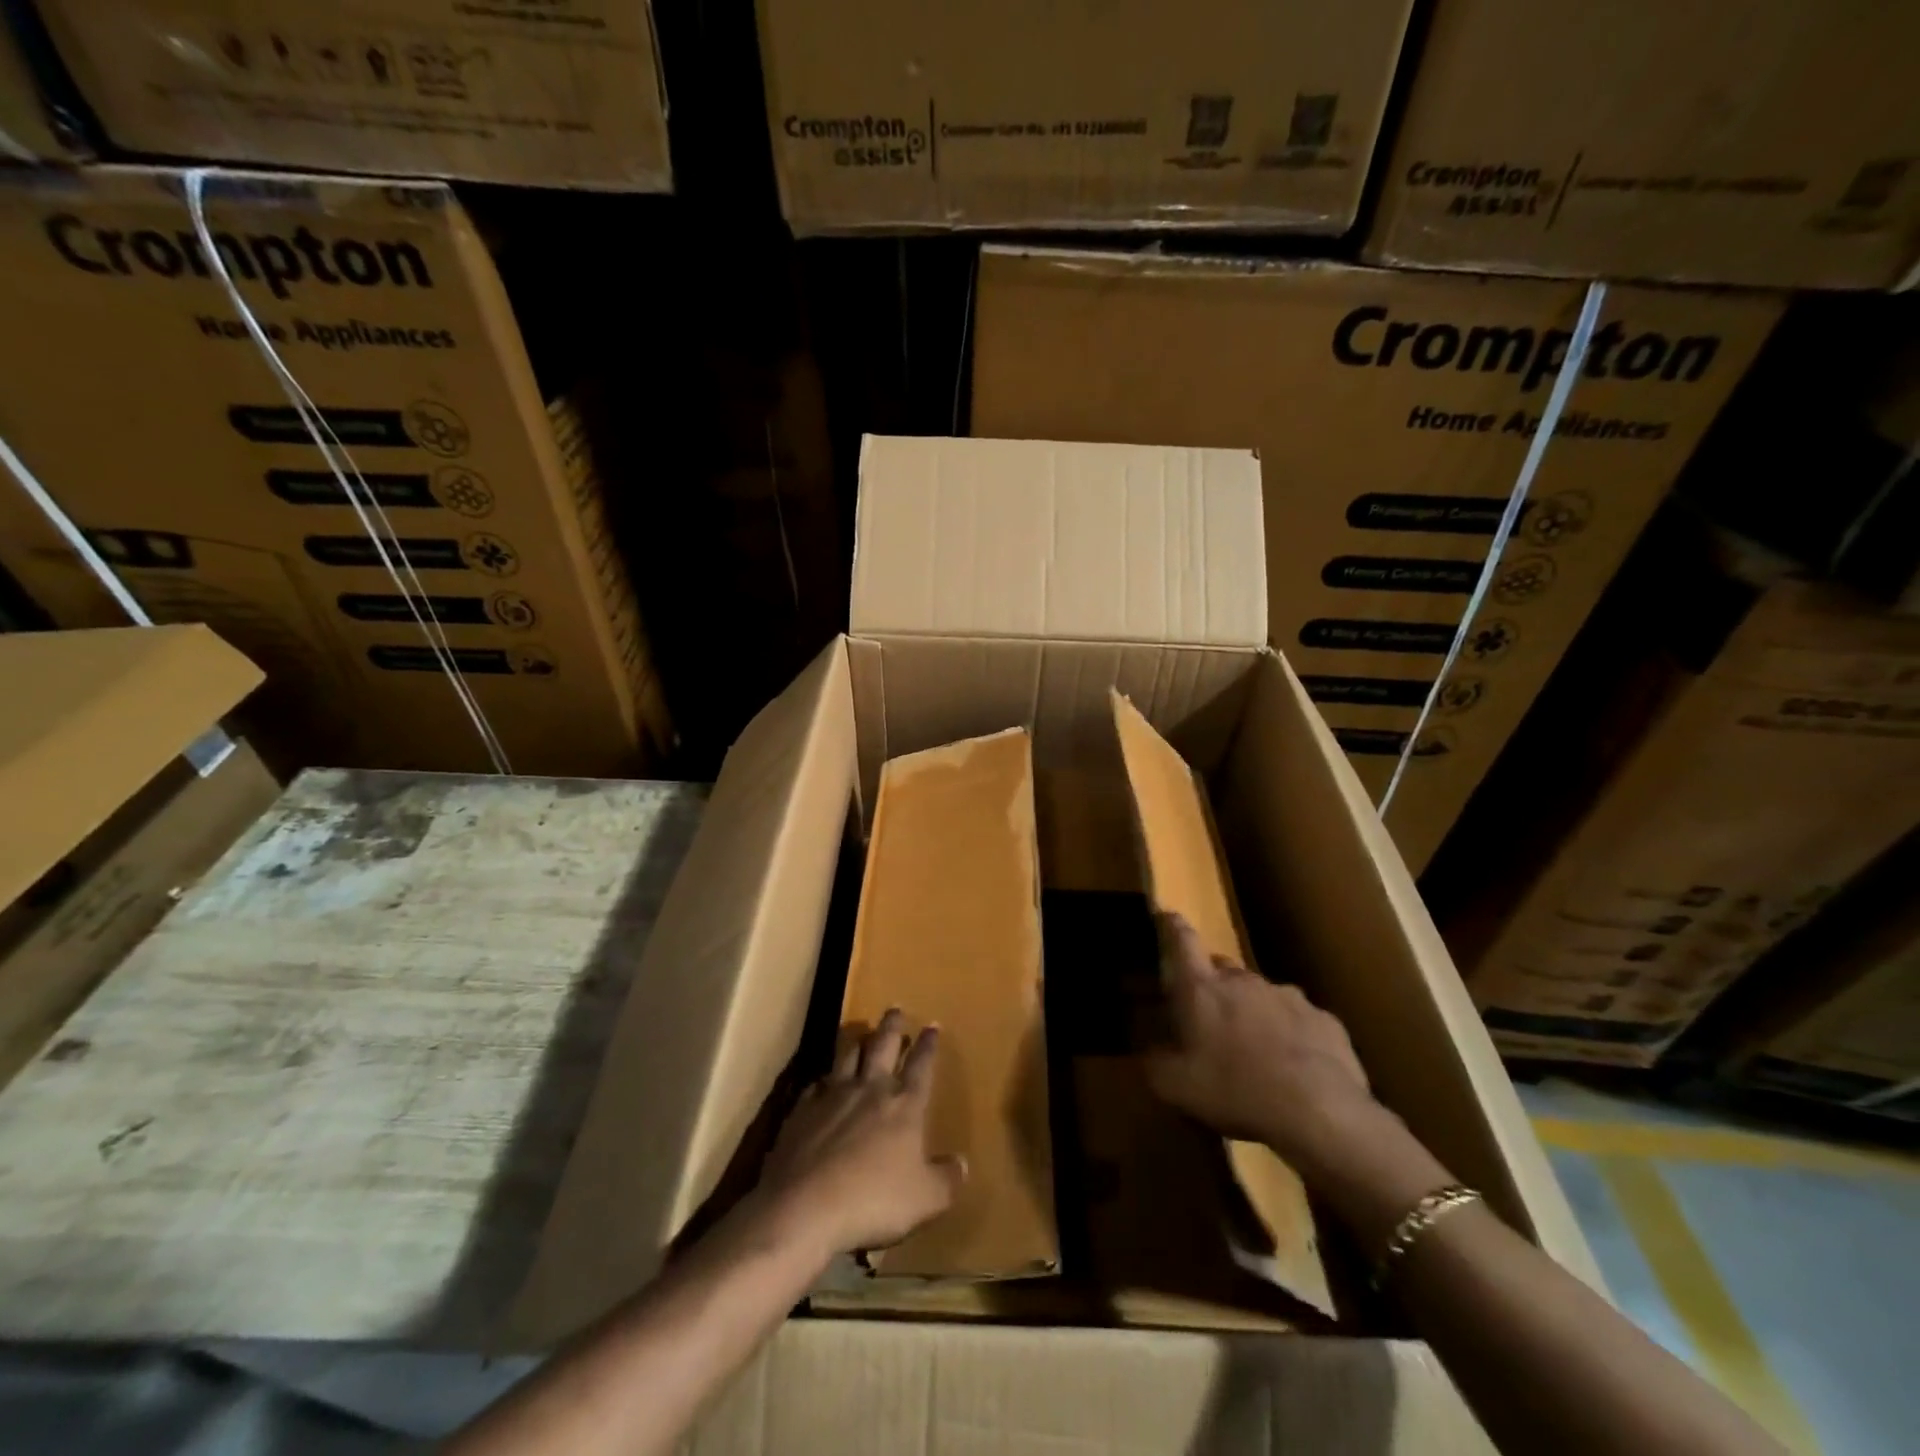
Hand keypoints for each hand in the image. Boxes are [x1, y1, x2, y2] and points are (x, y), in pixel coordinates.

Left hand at [758, 1010, 965, 1259]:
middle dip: (892, 1026)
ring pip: (847, 1055)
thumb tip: (962, 1164)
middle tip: (894, 1008)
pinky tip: (822, 1083)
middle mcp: (870, 1089)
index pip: (922, 1066)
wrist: (805, 1206)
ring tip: (860, 1032)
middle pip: (883, 1046)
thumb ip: (946, 1179)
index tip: (932, 1025)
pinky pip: (816, 1085)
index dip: (929, 1045)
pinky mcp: (802, 1110)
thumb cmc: (874, 1200)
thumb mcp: (925, 1198)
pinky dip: (823, 1080)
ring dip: (856, 1041)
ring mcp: (833, 1096)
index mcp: (904, 1105)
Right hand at [1145, 913, 1394, 1186]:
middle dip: (1213, 985)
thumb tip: (1146, 1051)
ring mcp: (1289, 997)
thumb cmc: (1236, 1091)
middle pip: (1222, 968)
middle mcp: (1244, 981)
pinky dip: (1290, 1034)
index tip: (1165, 916)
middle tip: (1208, 1017)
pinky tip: (1293, 1068)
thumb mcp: (1175, 1087)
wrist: (1321, 1114)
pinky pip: (1299, 1020)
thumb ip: (1154, 1062)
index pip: (1181, 940)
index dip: (1171, 926)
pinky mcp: (1325, 1020)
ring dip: (1253, 1011)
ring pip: (1262, 994)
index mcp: (1203, 989)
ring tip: (1254, 1049)